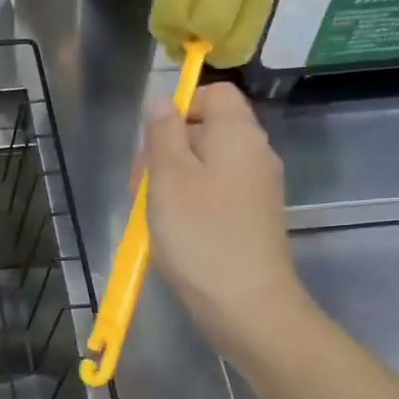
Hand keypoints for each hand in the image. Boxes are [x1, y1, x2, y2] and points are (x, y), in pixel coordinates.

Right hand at [143, 82, 313, 357]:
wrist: (247, 305)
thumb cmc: (201, 235)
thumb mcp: (169, 178)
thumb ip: (163, 133)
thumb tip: (162, 100)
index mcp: (238, 135)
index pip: (215, 93)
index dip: (180, 106)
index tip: (151, 141)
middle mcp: (255, 154)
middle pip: (208, 129)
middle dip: (168, 148)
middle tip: (141, 184)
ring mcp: (257, 189)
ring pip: (207, 165)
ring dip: (174, 180)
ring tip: (150, 212)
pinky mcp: (252, 218)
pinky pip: (216, 193)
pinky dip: (191, 202)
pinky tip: (172, 231)